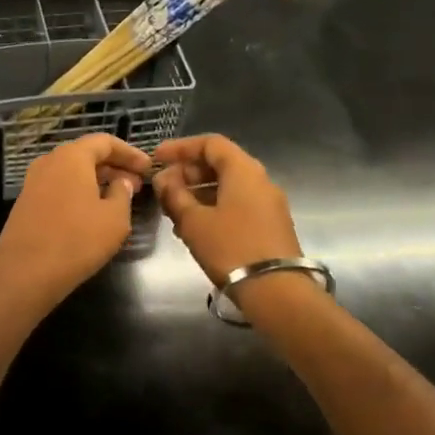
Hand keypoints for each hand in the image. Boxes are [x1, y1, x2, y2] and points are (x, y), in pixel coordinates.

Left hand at [0, 134, 152, 309]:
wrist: (24, 272)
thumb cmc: (77, 240)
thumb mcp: (114, 218)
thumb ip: (123, 193)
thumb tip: (121, 182)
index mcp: (71, 156)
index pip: (104, 141)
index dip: (129, 153)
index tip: (148, 168)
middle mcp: (49, 162)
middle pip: (86, 154)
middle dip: (114, 167)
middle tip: (136, 184)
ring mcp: (33, 182)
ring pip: (72, 172)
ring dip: (96, 181)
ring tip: (118, 199)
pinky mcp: (26, 203)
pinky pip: (59, 188)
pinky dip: (79, 192)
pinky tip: (92, 213)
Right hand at [152, 134, 303, 287]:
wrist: (277, 291)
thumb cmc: (231, 248)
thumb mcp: (193, 221)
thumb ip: (174, 195)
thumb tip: (164, 179)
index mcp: (243, 170)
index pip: (210, 143)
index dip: (181, 147)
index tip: (157, 159)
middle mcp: (260, 180)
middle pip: (221, 163)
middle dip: (189, 171)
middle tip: (164, 187)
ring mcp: (269, 203)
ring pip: (228, 186)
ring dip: (199, 192)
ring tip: (174, 210)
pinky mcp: (271, 225)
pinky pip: (238, 204)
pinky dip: (214, 206)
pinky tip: (195, 226)